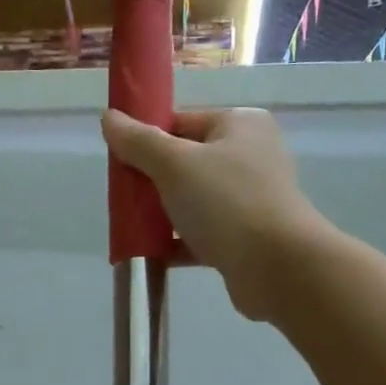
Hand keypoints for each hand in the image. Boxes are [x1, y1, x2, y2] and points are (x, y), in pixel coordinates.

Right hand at [101, 107, 322, 320]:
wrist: (277, 267)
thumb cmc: (226, 202)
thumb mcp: (174, 164)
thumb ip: (138, 141)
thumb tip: (108, 116)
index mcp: (240, 125)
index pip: (182, 122)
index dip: (149, 139)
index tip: (122, 162)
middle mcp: (251, 156)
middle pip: (187, 162)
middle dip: (153, 180)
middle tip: (124, 197)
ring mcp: (251, 199)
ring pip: (194, 200)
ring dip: (164, 214)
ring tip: (133, 227)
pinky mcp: (247, 238)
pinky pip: (203, 234)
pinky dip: (178, 243)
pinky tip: (151, 254)